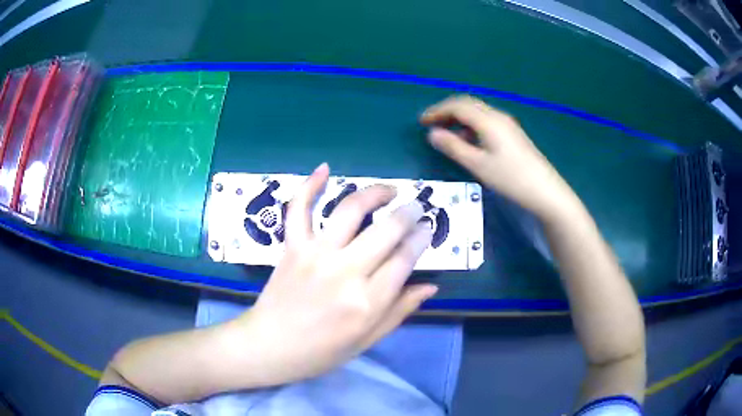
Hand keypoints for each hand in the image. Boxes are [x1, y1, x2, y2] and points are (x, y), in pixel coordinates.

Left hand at [235, 163, 436, 385]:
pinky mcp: (292, 246)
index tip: (428, 228)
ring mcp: (315, 254)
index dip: (422, 238)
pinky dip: (310, 186)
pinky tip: (325, 169)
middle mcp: (345, 272)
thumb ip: (400, 310)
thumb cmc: (321, 352)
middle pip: (387, 229)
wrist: (270, 346)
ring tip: (389, 190)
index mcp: (368, 302)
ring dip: (375, 193)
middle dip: (408, 213)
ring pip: (350, 210)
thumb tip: (431, 285)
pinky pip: (299, 208)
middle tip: (416, 207)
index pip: (406, 258)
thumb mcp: (367, 339)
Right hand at [421, 95, 578, 219]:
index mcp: (488, 120)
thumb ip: (453, 147)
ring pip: (478, 112)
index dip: (437, 111)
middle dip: (447, 110)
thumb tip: (432, 134)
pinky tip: (468, 140)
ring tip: (446, 133)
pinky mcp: (512, 134)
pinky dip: (471, 125)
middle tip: (431, 123)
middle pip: (468, 104)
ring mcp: (507, 124)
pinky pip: (486, 121)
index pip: (457, 106)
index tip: (421, 121)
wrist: (545, 190)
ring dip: (459, 117)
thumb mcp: (478, 165)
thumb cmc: (510, 178)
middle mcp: (498, 116)